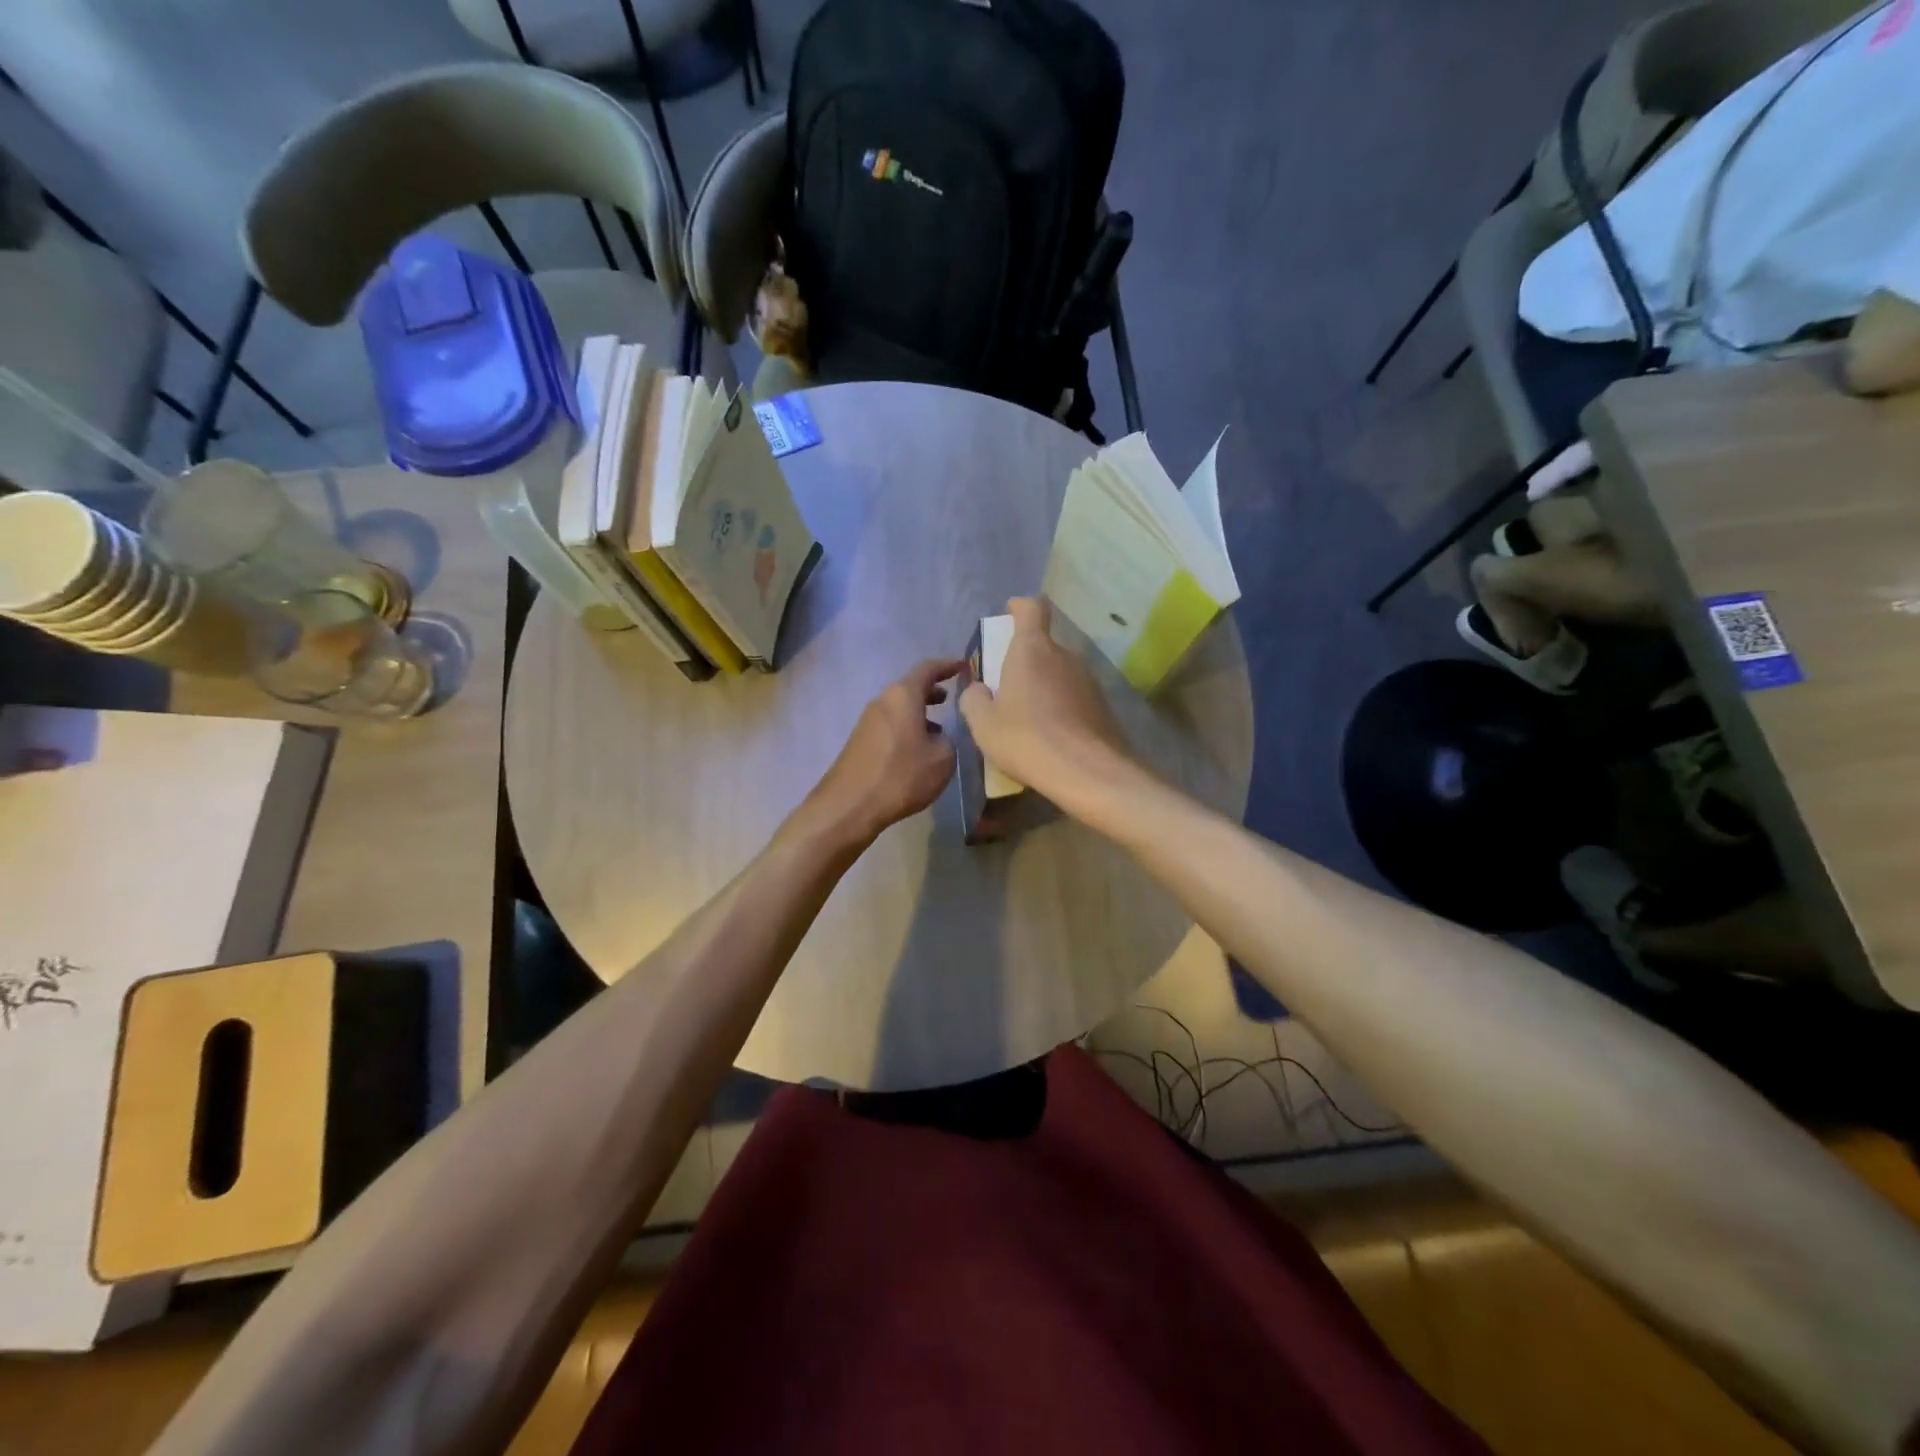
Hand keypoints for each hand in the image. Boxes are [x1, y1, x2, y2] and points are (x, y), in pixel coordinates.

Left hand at [793, 658, 964, 850]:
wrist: (849, 805)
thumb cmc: (901, 776)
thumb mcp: (942, 759)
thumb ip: (948, 741)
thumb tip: (939, 738)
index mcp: (903, 696)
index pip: (928, 669)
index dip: (948, 666)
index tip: (964, 666)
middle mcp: (882, 701)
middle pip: (910, 688)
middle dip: (932, 691)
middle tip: (951, 698)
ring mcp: (867, 721)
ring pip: (899, 708)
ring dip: (919, 713)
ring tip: (939, 728)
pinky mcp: (860, 741)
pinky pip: (890, 725)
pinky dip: (907, 728)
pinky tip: (917, 751)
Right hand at [958, 597, 1133, 801]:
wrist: (1087, 772)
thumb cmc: (1026, 740)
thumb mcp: (983, 724)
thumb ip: (974, 699)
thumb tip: (978, 689)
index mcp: (1032, 650)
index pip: (1031, 608)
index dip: (1018, 607)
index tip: (1008, 614)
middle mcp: (1064, 656)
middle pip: (1042, 645)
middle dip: (1023, 660)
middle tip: (1005, 688)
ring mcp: (1087, 679)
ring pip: (1058, 673)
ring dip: (1042, 686)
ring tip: (1026, 718)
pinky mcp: (1101, 704)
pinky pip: (1072, 696)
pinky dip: (1059, 707)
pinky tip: (1049, 736)